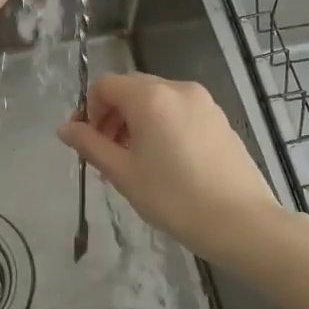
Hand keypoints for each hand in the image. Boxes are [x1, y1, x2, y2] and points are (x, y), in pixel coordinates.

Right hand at [58, 72, 283, 265]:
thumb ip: (90, 145)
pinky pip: (179, 112)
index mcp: (150, 97)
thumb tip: (65, 128)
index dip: (88, 109)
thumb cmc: (175, 198)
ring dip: (135, 123)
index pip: (105, 85)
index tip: (86, 142)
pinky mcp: (220, 120)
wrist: (242, 223)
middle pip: (131, 89)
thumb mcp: (123, 173)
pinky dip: (161, 127)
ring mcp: (204, 102)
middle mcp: (178, 88)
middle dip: (111, 116)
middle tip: (107, 155)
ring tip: (134, 162)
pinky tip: (165, 163)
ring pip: (156, 101)